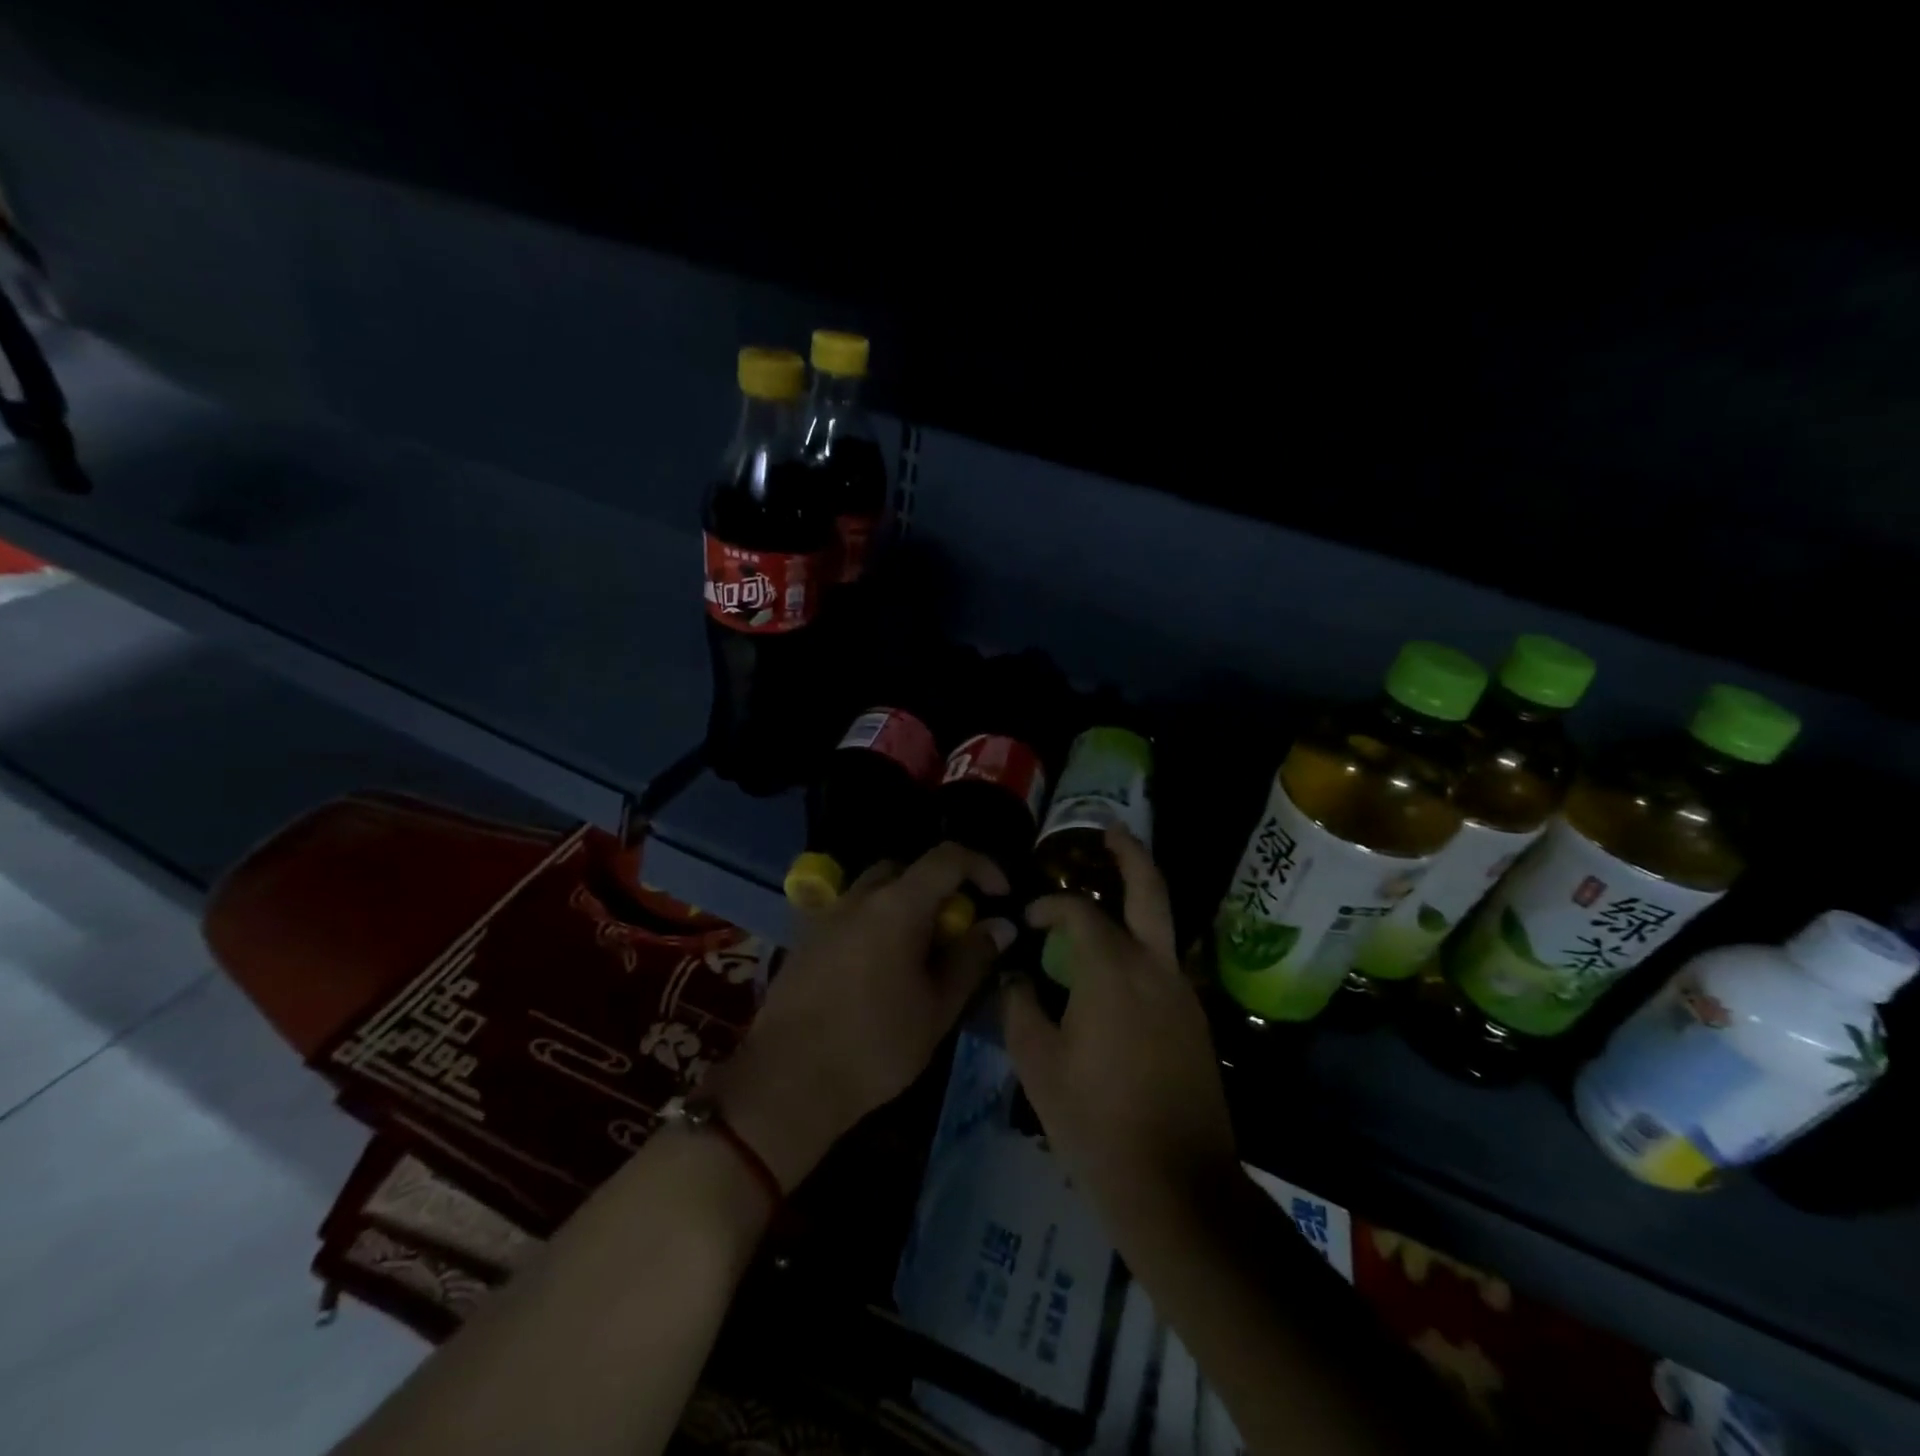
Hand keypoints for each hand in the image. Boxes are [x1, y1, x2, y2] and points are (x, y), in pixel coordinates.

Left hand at [707, 843, 1013, 1190]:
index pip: (947, 858)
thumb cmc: (875, 1045)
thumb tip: (1000, 925)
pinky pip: (850, 914)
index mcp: (897, 905)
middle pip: (907, 868)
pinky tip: (878, 969)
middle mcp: (859, 897)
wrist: (788, 1080)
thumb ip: (971, 958)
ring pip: (874, 890)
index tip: (1000, 896)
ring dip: (904, 905)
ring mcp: (826, 916)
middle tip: (955, 929)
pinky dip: (874, 923)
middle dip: (939, 887)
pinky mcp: (805, 940)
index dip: (982, 866)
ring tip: (918, 951)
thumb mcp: (937, 1007)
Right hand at [1002, 826, 1238, 1234]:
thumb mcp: (1038, 1064)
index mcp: (1113, 970)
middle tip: (1111, 831)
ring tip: (1102, 903)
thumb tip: (1016, 975)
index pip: (1079, 912)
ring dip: (1135, 904)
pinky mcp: (1195, 1022)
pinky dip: (1139, 949)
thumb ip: (1020, 1006)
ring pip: (1160, 929)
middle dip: (1131, 854)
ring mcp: (1183, 994)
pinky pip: (1163, 966)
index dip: (1049, 906)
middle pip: (1150, 891)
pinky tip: (1112, 974)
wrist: (1176, 1187)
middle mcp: (1156, 968)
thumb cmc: (1096, 1123)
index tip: (1028, 919)